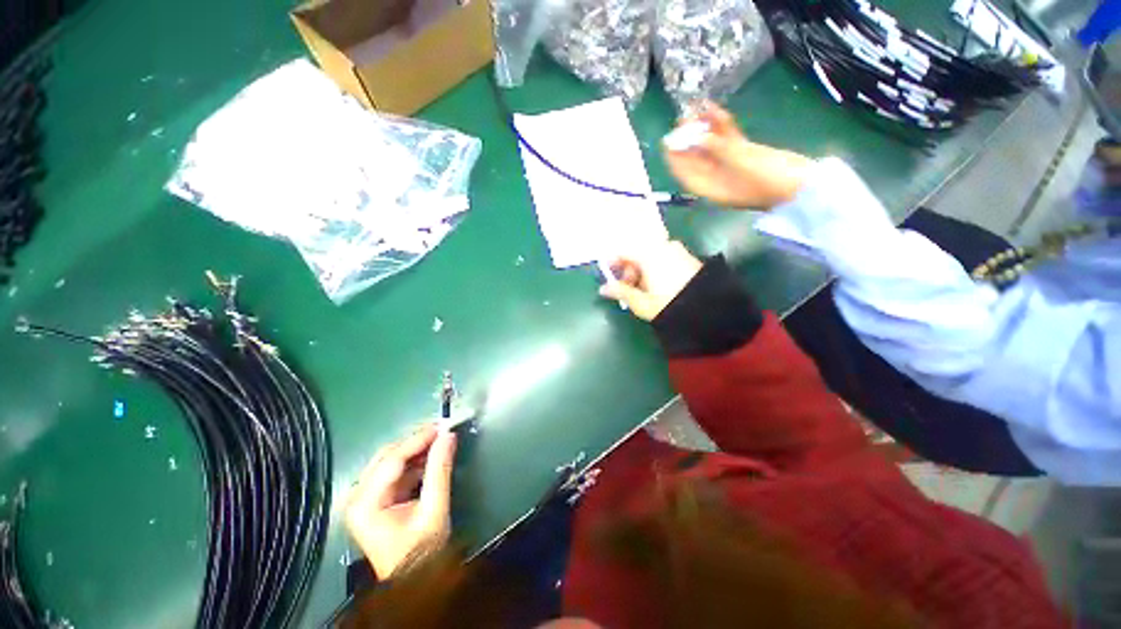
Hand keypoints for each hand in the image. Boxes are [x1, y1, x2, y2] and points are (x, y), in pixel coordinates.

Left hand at [345, 424, 457, 579]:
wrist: (415, 578)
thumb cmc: (422, 550)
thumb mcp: (435, 509)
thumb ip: (440, 470)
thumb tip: (448, 436)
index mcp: (365, 504)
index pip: (392, 460)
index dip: (418, 439)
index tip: (442, 425)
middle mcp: (358, 497)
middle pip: (387, 457)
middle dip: (416, 442)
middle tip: (442, 430)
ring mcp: (364, 498)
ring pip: (391, 461)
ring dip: (416, 450)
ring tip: (440, 440)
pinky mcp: (375, 499)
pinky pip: (395, 471)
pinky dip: (414, 461)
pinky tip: (431, 456)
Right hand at [599, 240, 702, 320]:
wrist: (709, 309)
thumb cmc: (669, 305)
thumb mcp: (641, 302)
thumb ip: (621, 292)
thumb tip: (603, 288)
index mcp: (649, 255)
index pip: (624, 252)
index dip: (613, 263)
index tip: (609, 276)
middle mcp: (663, 247)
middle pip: (638, 254)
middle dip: (629, 270)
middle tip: (626, 289)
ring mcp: (678, 251)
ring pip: (651, 257)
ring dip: (642, 271)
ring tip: (641, 291)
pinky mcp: (688, 259)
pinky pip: (664, 259)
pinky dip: (655, 270)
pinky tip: (656, 286)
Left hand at [663, 102, 813, 208]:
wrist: (802, 184)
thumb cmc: (769, 179)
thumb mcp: (740, 163)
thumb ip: (718, 148)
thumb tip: (697, 137)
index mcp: (710, 188)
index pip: (686, 173)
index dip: (675, 158)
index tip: (667, 140)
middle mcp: (716, 178)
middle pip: (696, 158)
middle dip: (688, 139)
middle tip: (681, 119)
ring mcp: (730, 166)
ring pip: (712, 146)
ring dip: (704, 129)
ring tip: (696, 109)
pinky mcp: (745, 154)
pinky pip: (729, 139)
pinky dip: (722, 127)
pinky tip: (715, 110)